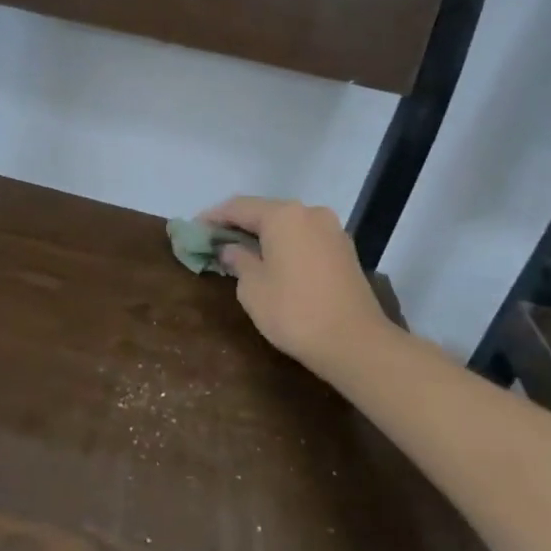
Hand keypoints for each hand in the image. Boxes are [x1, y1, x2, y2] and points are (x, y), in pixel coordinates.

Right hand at [199, 196, 397, 383]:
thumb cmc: (294, 312)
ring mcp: (331, 231)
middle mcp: (309, 213)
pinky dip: (284, 245)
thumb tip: (230, 249)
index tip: (194, 229)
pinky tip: (272, 262)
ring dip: (263, 235)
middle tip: (214, 241)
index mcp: (283, 215)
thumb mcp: (252, 287)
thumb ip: (237, 260)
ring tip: (241, 252)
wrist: (356, 343)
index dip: (213, 217)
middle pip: (265, 212)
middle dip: (238, 225)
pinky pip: (304, 238)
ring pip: (287, 225)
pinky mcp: (344, 251)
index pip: (238, 207)